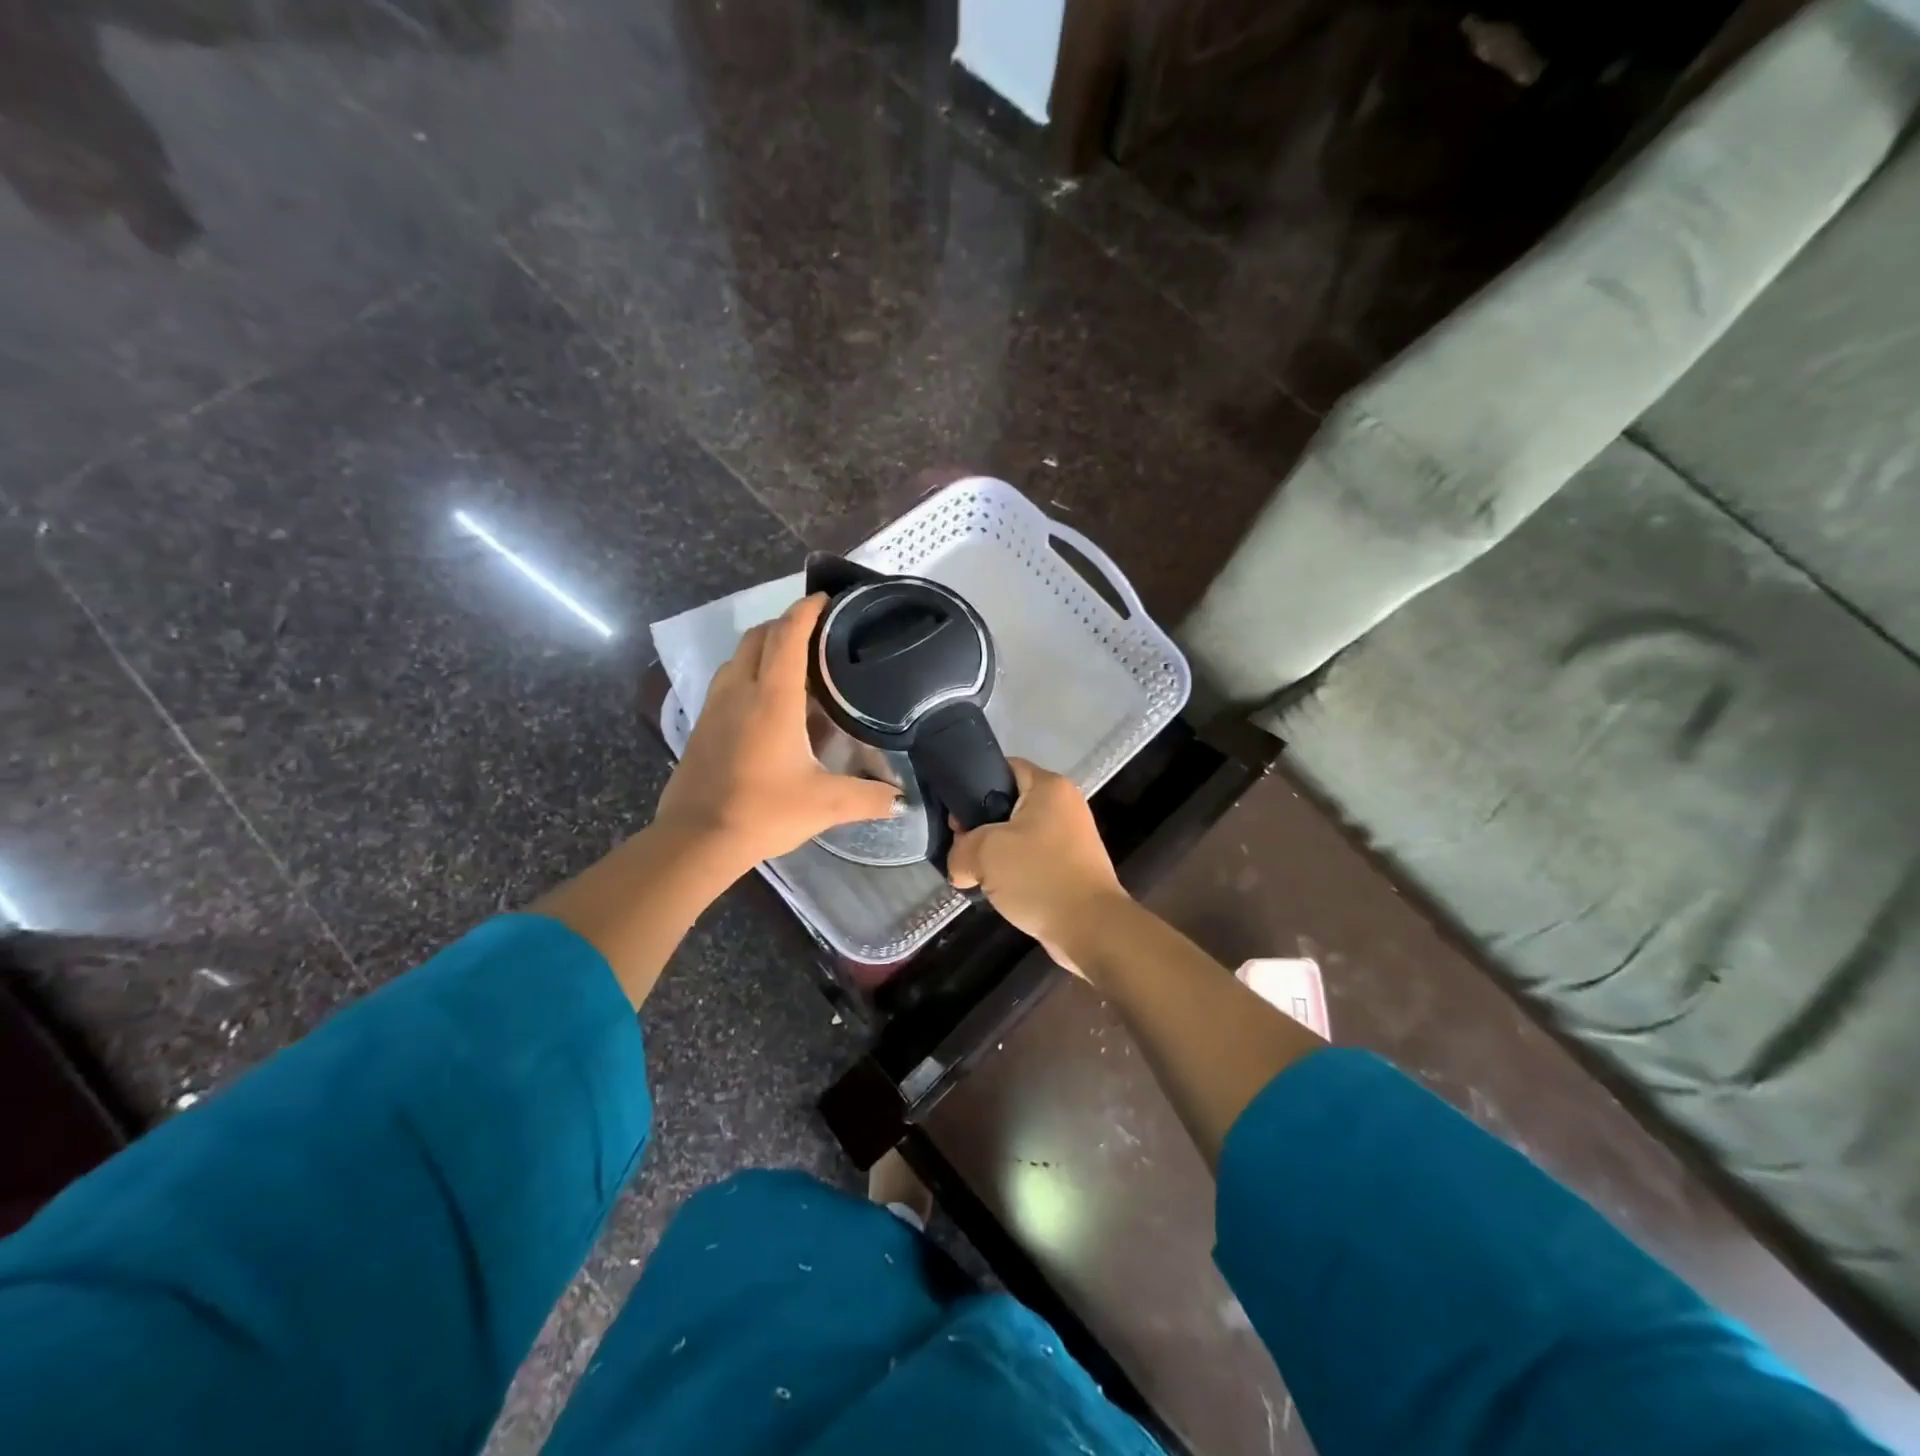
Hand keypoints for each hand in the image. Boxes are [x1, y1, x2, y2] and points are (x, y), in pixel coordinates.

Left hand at [656, 593, 900, 874]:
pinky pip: (728, 680)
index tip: (828, 599)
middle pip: (759, 636)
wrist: (696, 839)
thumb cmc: (763, 812)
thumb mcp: (825, 804)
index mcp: (772, 698)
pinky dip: (750, 672)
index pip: (788, 635)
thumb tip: (902, 801)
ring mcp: (715, 705)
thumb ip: (868, 797)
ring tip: (796, 663)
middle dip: (787, 624)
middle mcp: (740, 690)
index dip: (807, 610)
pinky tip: (768, 701)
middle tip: (819, 633)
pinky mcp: (703, 724)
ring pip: (739, 656)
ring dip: (765, 647)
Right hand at [947, 759, 1127, 974]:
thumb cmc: (1039, 876)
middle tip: (960, 849)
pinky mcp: (1071, 866)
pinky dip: (1013, 872)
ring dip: (995, 854)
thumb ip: (960, 850)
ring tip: (974, 873)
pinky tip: (996, 890)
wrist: (1090, 928)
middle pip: (1008, 804)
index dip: (973, 785)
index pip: (1003, 768)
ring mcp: (1070, 837)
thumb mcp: (984, 853)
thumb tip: (960, 866)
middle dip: (980, 827)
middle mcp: (1064, 804)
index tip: (955, 815)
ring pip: (1018, 835)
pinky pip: (1032, 859)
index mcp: (1049, 787)